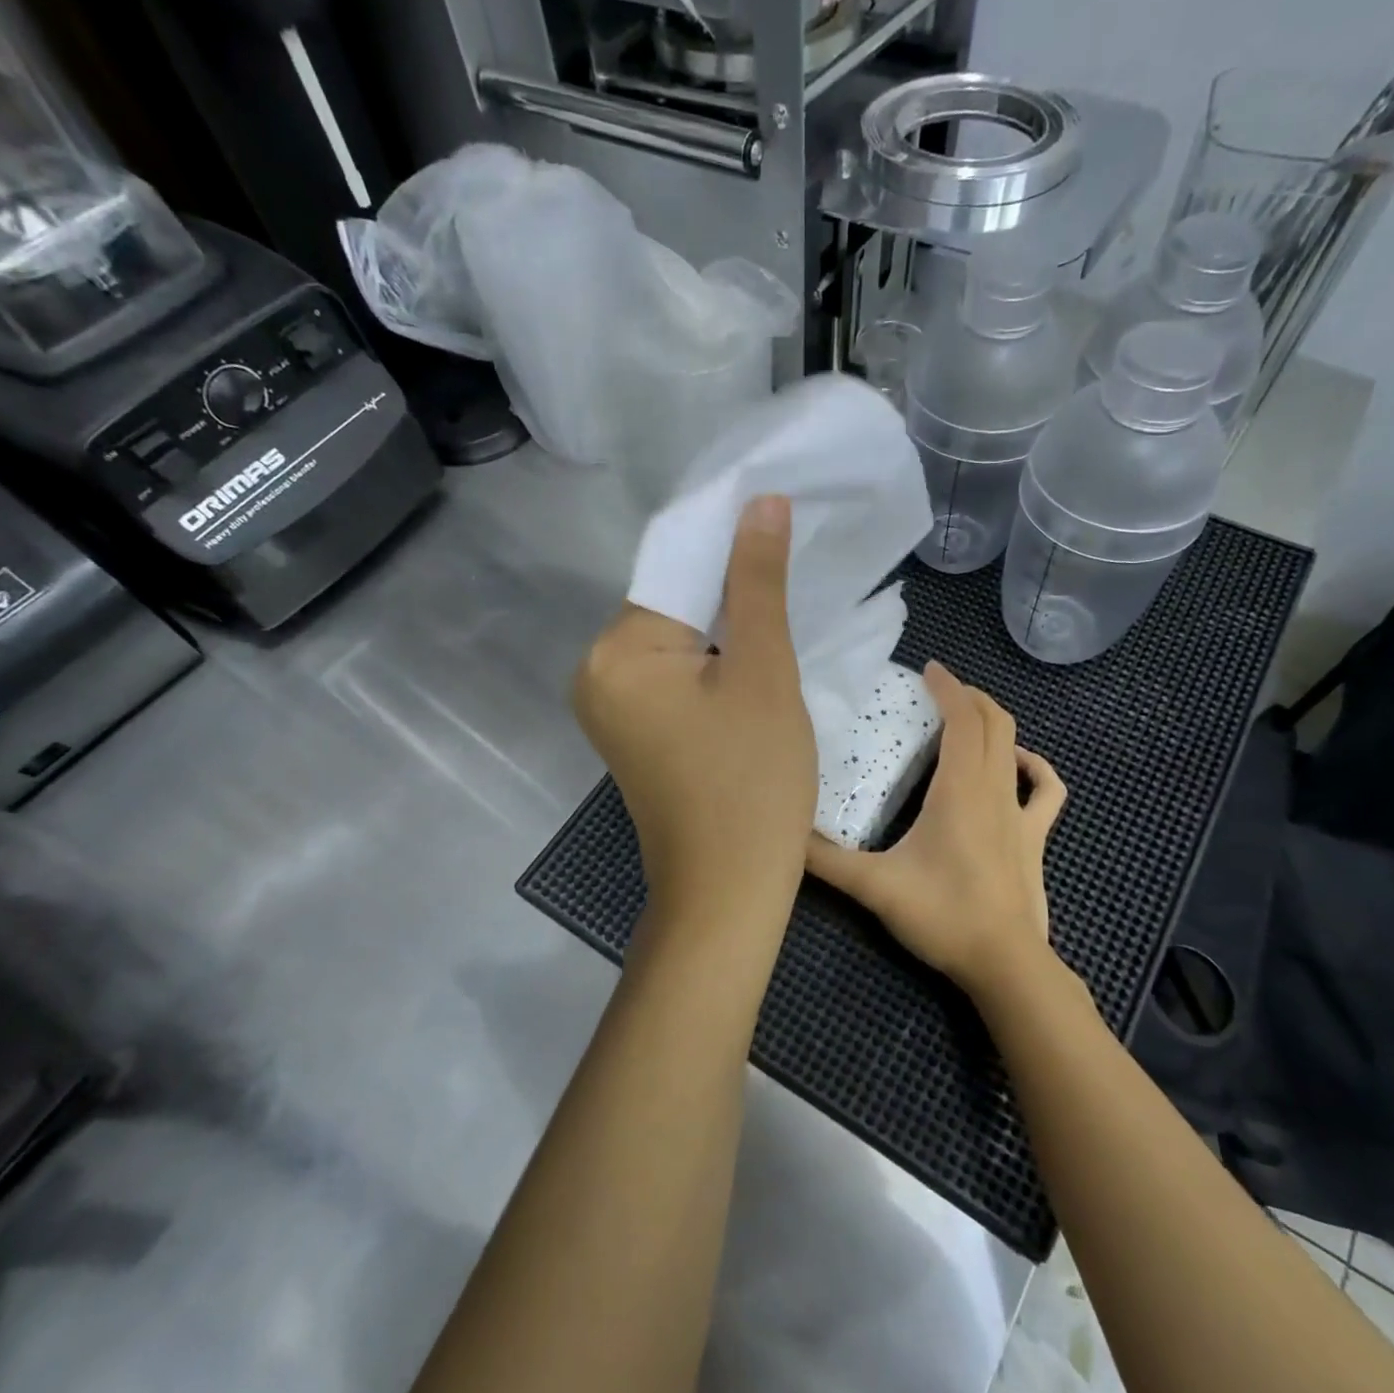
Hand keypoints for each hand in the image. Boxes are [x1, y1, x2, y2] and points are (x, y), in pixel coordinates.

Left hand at [574, 495, 816, 937]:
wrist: (728, 891)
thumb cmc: (752, 781)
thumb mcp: (763, 672)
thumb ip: (757, 582)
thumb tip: (759, 501)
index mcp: (616, 652)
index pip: (676, 570)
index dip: (731, 546)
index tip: (783, 524)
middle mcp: (597, 672)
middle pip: (674, 605)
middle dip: (731, 590)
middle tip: (796, 575)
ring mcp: (613, 707)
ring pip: (680, 642)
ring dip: (728, 628)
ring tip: (785, 614)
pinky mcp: (636, 732)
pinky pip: (677, 677)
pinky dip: (715, 665)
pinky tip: (755, 663)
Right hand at [805, 662, 1066, 999]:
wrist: (1005, 963)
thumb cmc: (942, 915)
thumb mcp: (874, 886)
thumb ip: (825, 860)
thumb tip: (784, 834)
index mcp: (960, 789)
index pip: (962, 718)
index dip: (948, 687)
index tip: (928, 668)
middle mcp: (994, 789)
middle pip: (993, 722)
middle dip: (968, 696)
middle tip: (938, 689)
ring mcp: (1021, 813)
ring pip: (1016, 747)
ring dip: (995, 723)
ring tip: (968, 717)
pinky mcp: (1035, 838)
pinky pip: (1046, 790)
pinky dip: (1035, 767)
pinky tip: (1021, 764)